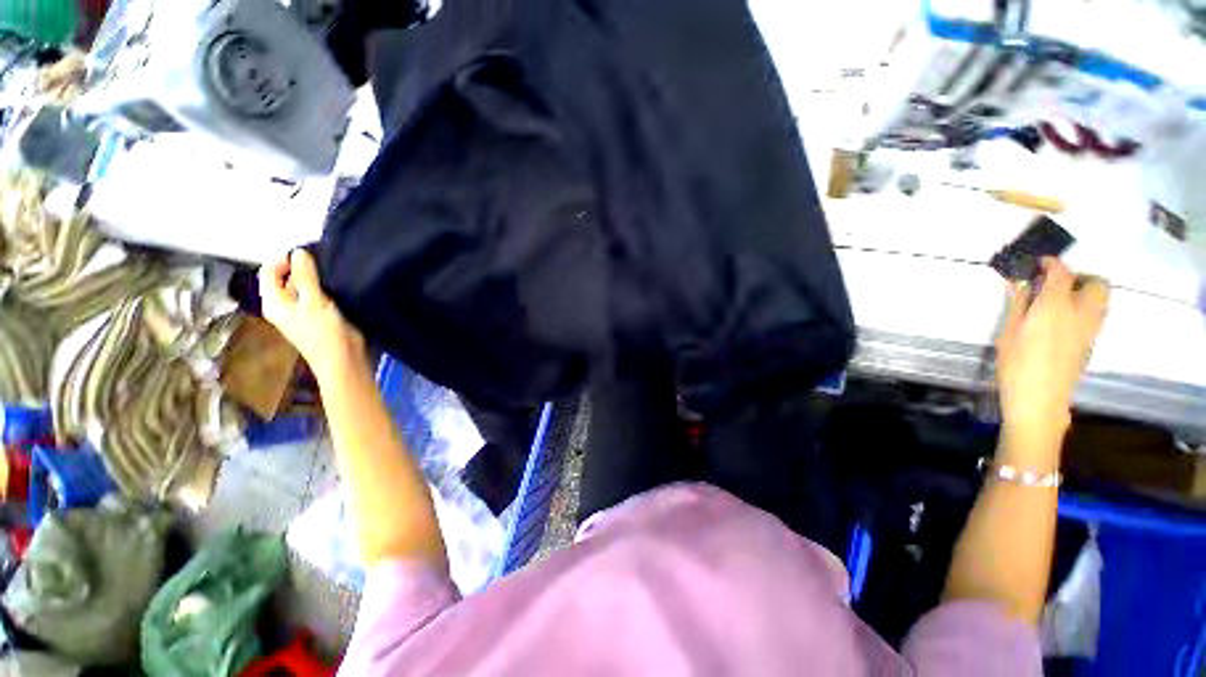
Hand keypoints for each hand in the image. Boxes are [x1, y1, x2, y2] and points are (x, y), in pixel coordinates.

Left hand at [259, 249, 364, 378]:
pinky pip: (320, 295)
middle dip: (302, 267)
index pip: (269, 272)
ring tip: (333, 271)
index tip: (306, 253)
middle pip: (287, 278)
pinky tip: (340, 285)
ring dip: (317, 278)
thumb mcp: (313, 302)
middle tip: (323, 260)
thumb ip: (305, 276)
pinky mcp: (322, 315)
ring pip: (306, 286)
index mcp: (275, 302)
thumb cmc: (324, 334)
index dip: (283, 259)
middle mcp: (286, 305)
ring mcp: (304, 311)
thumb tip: (298, 252)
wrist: (345, 360)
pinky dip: (327, 288)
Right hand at [996, 258, 1108, 446]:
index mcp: (1055, 307)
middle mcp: (1080, 313)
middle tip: (1054, 284)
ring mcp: (1090, 329)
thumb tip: (1020, 282)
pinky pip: (1094, 314)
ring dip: (1084, 292)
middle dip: (1079, 276)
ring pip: (1100, 299)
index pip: (1061, 273)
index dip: (1051, 263)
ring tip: (1059, 301)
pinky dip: (1083, 309)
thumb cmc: (1016, 365)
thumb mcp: (1008, 333)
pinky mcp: (1090, 342)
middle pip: (1096, 283)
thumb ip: (1018, 304)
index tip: (1037, 262)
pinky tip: (1062, 321)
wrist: (1040, 400)